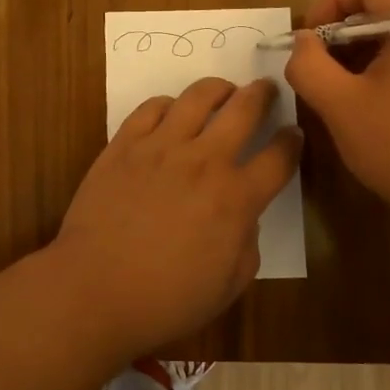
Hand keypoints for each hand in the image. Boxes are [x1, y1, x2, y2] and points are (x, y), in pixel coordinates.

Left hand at [52, 77, 301, 357]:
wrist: (95, 289)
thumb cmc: (166, 300)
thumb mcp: (228, 285)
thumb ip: (247, 243)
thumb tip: (243, 216)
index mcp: (236, 198)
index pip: (279, 157)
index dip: (292, 141)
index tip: (294, 133)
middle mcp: (204, 161)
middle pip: (243, 110)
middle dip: (262, 94)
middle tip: (266, 88)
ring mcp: (161, 147)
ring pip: (198, 97)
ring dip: (218, 89)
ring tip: (223, 91)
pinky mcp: (125, 144)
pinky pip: (151, 108)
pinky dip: (168, 104)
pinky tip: (172, 111)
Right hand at [283, 0, 389, 246]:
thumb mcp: (340, 105)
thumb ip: (309, 65)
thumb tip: (302, 42)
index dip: (330, 2)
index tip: (310, 41)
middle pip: (385, 6)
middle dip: (342, 33)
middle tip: (317, 71)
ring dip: (361, 54)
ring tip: (338, 92)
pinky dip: (385, 69)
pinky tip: (370, 106)